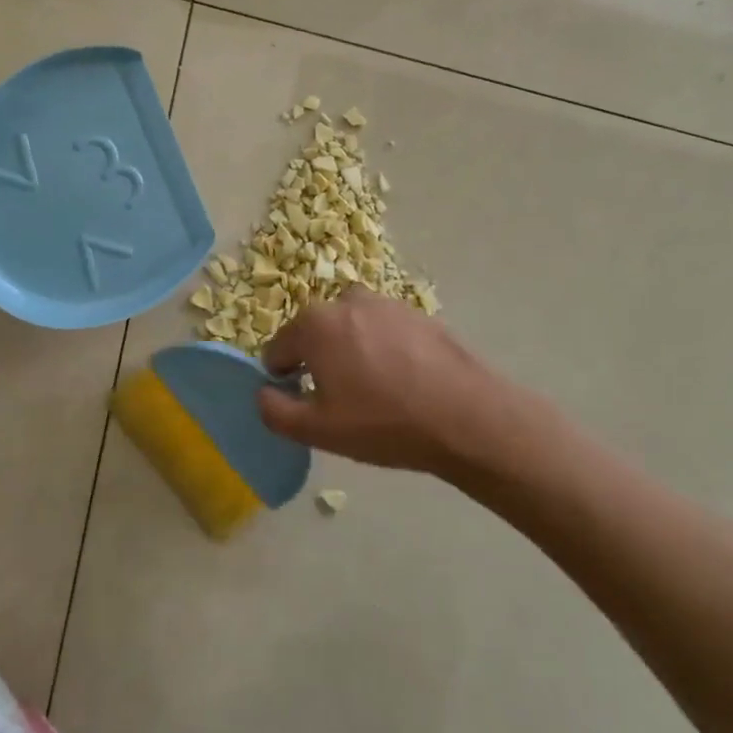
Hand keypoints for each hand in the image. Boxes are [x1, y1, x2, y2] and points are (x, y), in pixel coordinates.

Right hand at [259, 289, 558, 478]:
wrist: (467, 416)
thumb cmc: (384, 422)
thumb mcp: (319, 431)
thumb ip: (275, 411)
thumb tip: (264, 394)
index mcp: (314, 324)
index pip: (278, 349)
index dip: (284, 379)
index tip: (305, 403)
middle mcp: (345, 301)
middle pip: (315, 334)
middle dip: (319, 362)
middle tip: (342, 401)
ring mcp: (385, 303)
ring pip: (351, 330)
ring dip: (352, 353)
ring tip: (376, 392)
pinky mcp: (417, 313)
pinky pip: (384, 331)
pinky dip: (384, 350)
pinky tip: (405, 383)